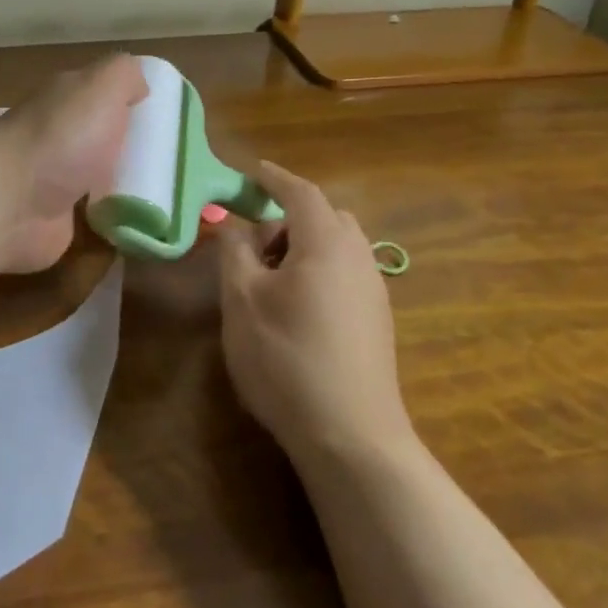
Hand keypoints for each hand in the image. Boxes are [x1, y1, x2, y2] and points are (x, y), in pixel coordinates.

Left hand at [0, 55, 148, 273]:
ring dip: (125, 186)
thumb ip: (125, 75)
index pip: (101, 94)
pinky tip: (144, 224)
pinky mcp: (55, 222)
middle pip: (101, 138)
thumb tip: (139, 86)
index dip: (133, 103)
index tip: (169, 120)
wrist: (11, 203)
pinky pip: (95, 218)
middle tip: (174, 163)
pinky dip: (116, 220)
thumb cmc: (61, 138)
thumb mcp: (102, 86)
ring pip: (98, 178)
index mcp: (64, 100)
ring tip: (169, 196)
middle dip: (131, 148)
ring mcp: (53, 181)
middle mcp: (57, 137)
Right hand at [215, 162, 411, 464]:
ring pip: (336, 247)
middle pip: (324, 217)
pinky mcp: (377, 320)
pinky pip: (344, 273)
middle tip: (251, 244)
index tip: (249, 172)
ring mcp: (373, 290)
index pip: (300, 192)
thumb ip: (234, 250)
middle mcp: (359, 256)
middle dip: (286, 218)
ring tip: (267, 281)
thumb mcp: (242, 299)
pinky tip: (294, 309)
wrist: (351, 435)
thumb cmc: (286, 356)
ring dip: (301, 247)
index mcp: (327, 242)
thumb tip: (231, 222)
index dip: (272, 178)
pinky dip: (317, 271)